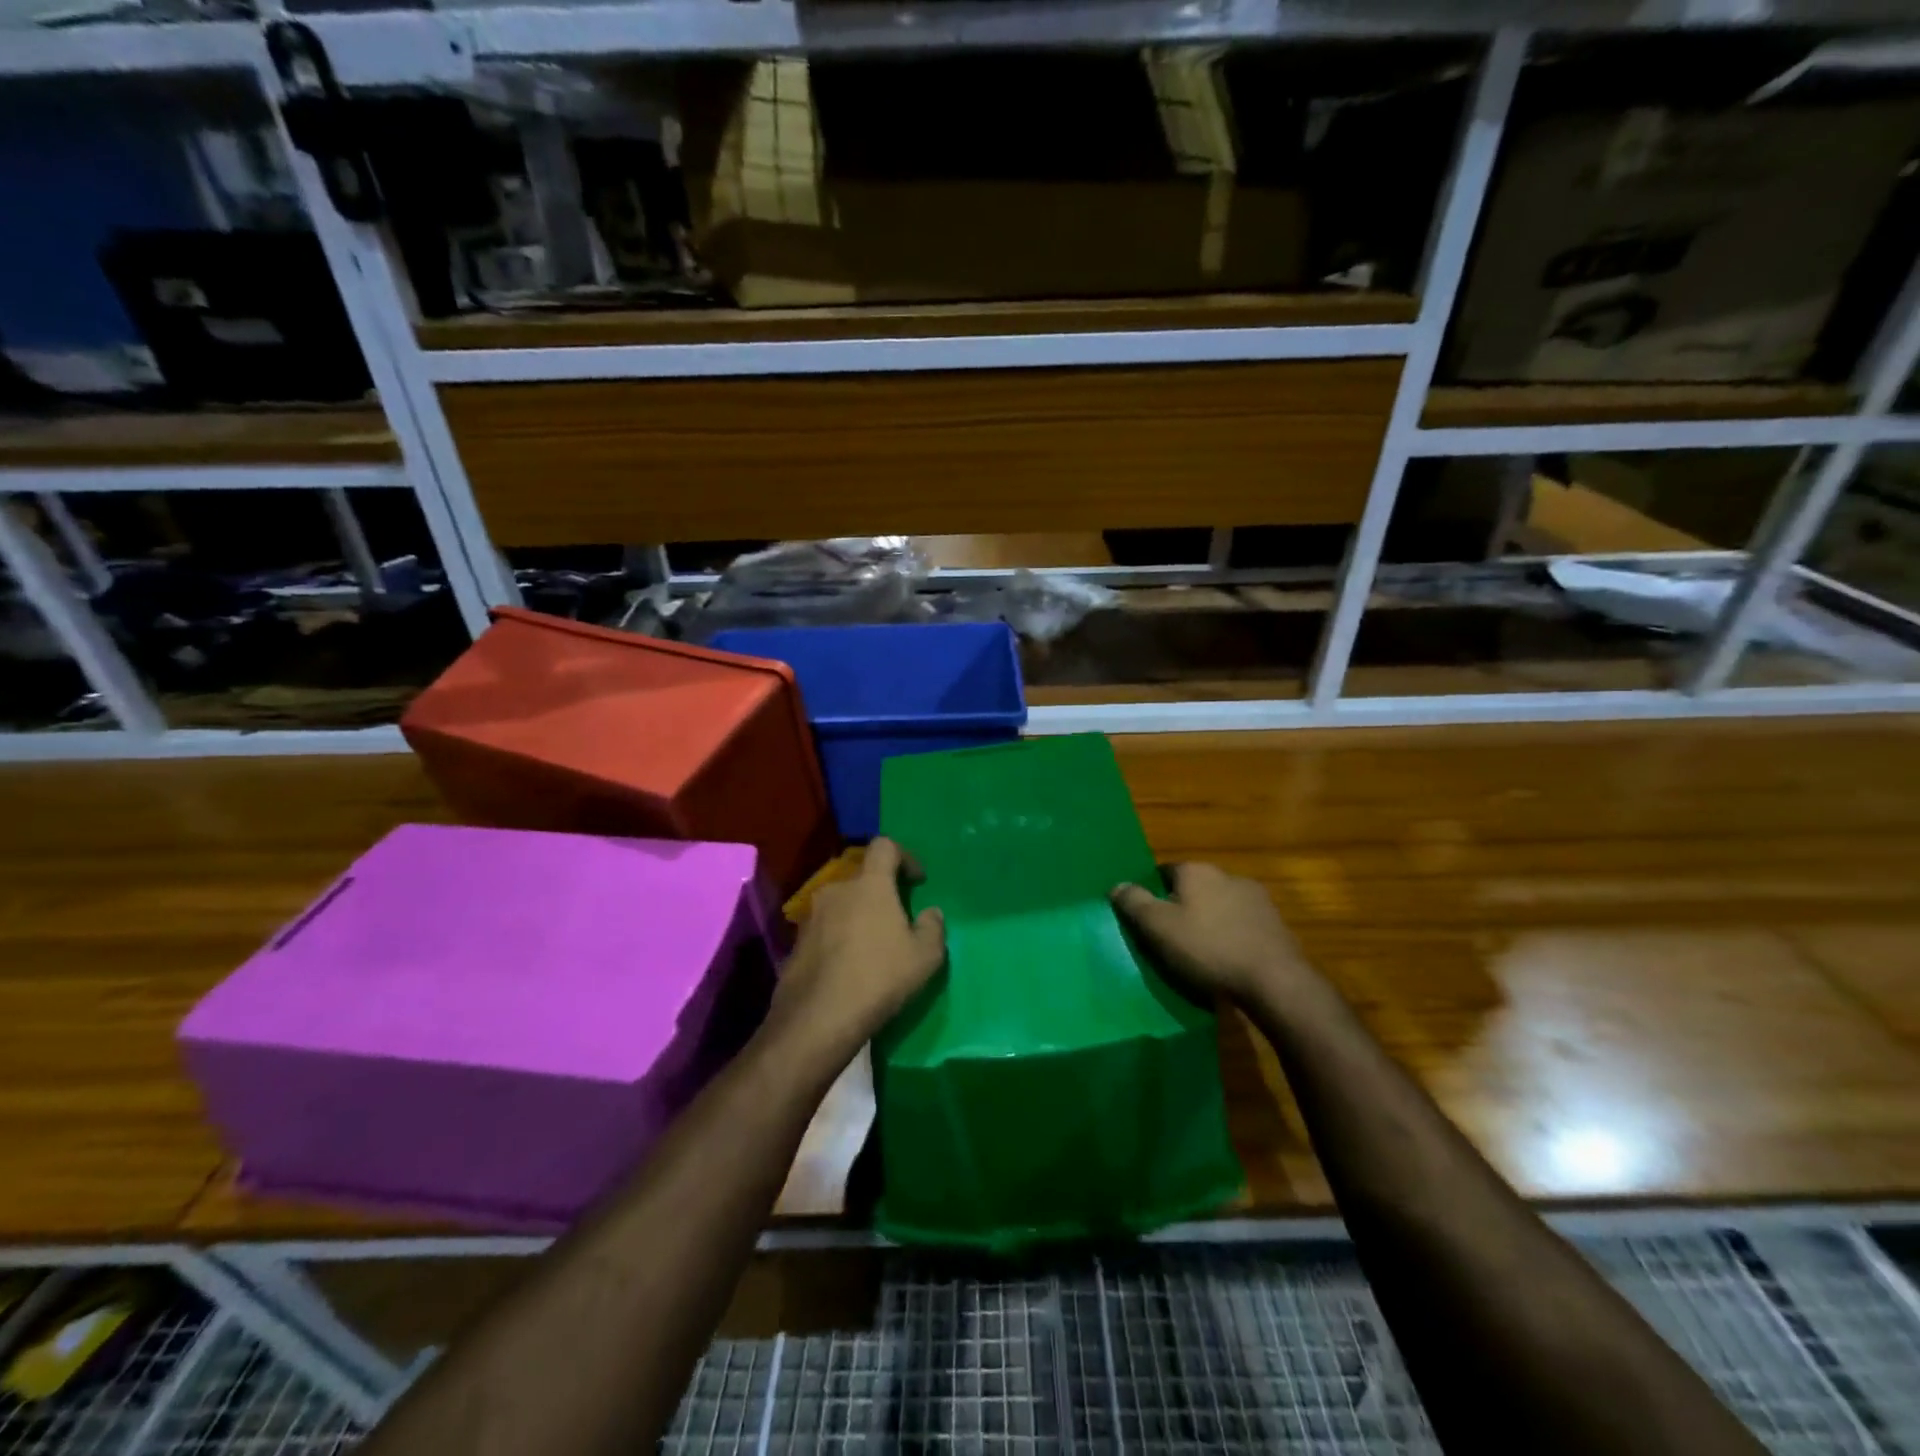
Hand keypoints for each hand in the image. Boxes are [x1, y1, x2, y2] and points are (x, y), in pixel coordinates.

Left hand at [769, 838, 946, 1057]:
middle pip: (861, 878)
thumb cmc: (880, 977)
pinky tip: (847, 968)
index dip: (903, 856)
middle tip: (895, 920)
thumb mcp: (925, 956)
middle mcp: (836, 890)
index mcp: (869, 884)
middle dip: (879, 893)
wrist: (818, 1018)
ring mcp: (810, 916)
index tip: (916, 881)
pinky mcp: (795, 942)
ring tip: (871, 948)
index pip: (884, 846)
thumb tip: (930, 913)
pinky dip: (838, 938)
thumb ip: (933, 927)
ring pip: (840, 904)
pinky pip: (824, 929)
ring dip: (857, 916)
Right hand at [1112, 862, 1309, 1003]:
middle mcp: (1226, 874)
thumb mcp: (1158, 927)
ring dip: (1210, 921)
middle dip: (1183, 907)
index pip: (1165, 871)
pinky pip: (1242, 924)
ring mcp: (1256, 898)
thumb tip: (1116, 885)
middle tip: (1171, 938)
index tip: (1148, 919)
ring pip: (1220, 905)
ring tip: (1201, 953)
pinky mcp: (1275, 923)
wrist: (1274, 980)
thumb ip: (1134, 903)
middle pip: (1194, 887)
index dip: (1153, 893)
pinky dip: (1232, 936)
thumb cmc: (1207, 949)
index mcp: (1196, 871)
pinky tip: (1229, 960)